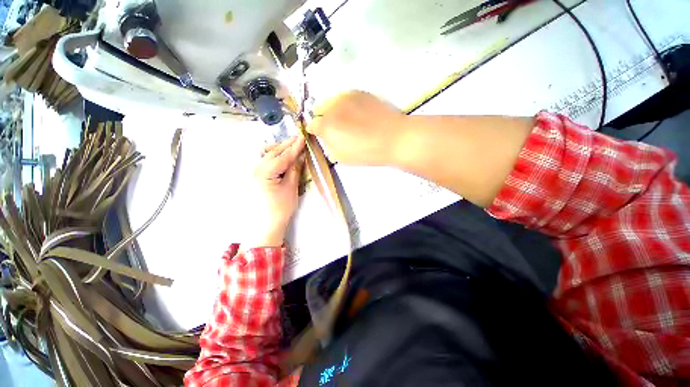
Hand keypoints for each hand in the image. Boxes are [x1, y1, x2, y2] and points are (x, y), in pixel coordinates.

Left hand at [246, 136, 305, 247]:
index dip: (295, 146)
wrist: (267, 223)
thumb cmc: (280, 207)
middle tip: (300, 138)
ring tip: (293, 146)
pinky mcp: (258, 175)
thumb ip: (295, 169)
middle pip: (274, 152)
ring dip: (281, 148)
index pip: (283, 156)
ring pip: (268, 154)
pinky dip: (276, 155)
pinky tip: (283, 155)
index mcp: (265, 172)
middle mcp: (257, 168)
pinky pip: (266, 160)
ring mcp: (255, 171)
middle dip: (287, 144)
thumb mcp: (291, 187)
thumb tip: (301, 156)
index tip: (304, 137)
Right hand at [307, 90, 407, 165]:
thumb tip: (325, 137)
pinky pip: (346, 97)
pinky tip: (358, 114)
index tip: (322, 136)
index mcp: (326, 125)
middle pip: (319, 110)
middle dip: (324, 119)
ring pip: (332, 101)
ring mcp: (346, 96)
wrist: (393, 138)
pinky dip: (346, 105)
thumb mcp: (341, 156)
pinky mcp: (359, 92)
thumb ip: (328, 145)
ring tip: (348, 121)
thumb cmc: (366, 152)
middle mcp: (332, 107)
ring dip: (334, 110)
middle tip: (336, 129)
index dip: (315, 131)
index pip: (312, 125)